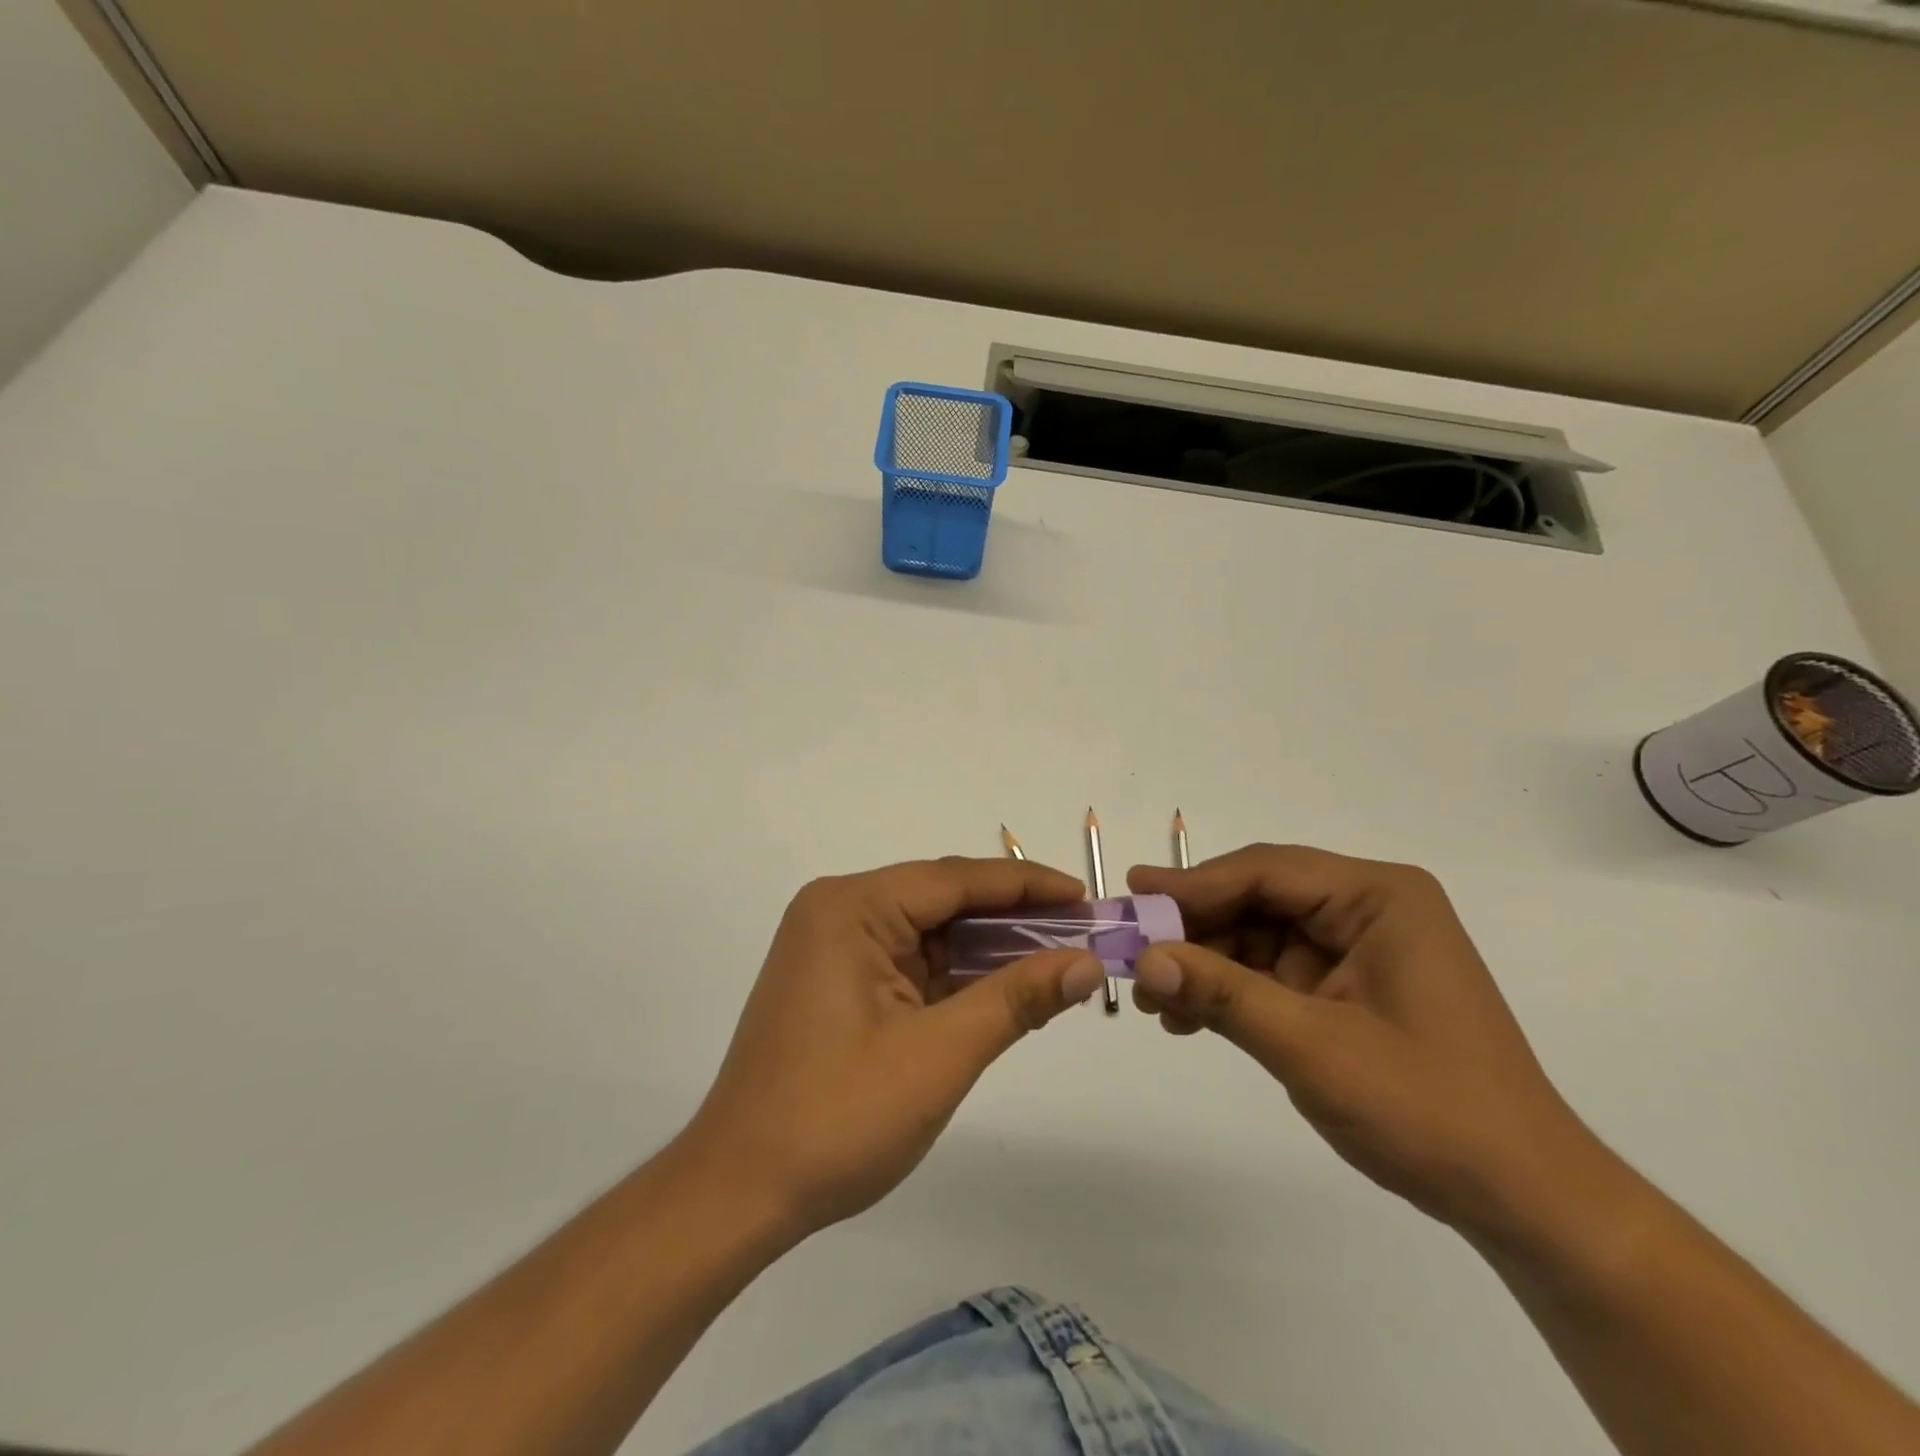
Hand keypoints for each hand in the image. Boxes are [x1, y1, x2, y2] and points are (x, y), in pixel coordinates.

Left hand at [681, 858, 1105, 1239]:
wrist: (739, 1192)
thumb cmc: (838, 1117)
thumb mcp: (939, 1054)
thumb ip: (1016, 998)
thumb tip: (1087, 963)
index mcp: (853, 908)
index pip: (956, 879)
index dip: (1027, 886)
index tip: (1086, 897)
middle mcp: (839, 911)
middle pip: (942, 900)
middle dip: (1012, 918)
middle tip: (1082, 933)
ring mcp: (834, 947)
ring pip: (928, 932)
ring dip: (987, 949)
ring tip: (1056, 959)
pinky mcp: (836, 982)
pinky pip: (909, 962)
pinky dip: (955, 975)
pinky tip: (1002, 986)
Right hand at [1127, 845, 1596, 1237]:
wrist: (1522, 1198)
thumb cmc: (1429, 1108)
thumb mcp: (1312, 1046)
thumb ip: (1222, 995)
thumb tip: (1143, 959)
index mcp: (1378, 897)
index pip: (1266, 871)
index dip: (1193, 884)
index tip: (1133, 894)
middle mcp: (1368, 908)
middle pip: (1257, 899)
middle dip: (1195, 930)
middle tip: (1134, 954)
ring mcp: (1357, 948)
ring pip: (1256, 936)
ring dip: (1205, 965)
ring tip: (1155, 1001)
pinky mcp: (1347, 987)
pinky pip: (1271, 972)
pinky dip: (1229, 991)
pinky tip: (1188, 1017)